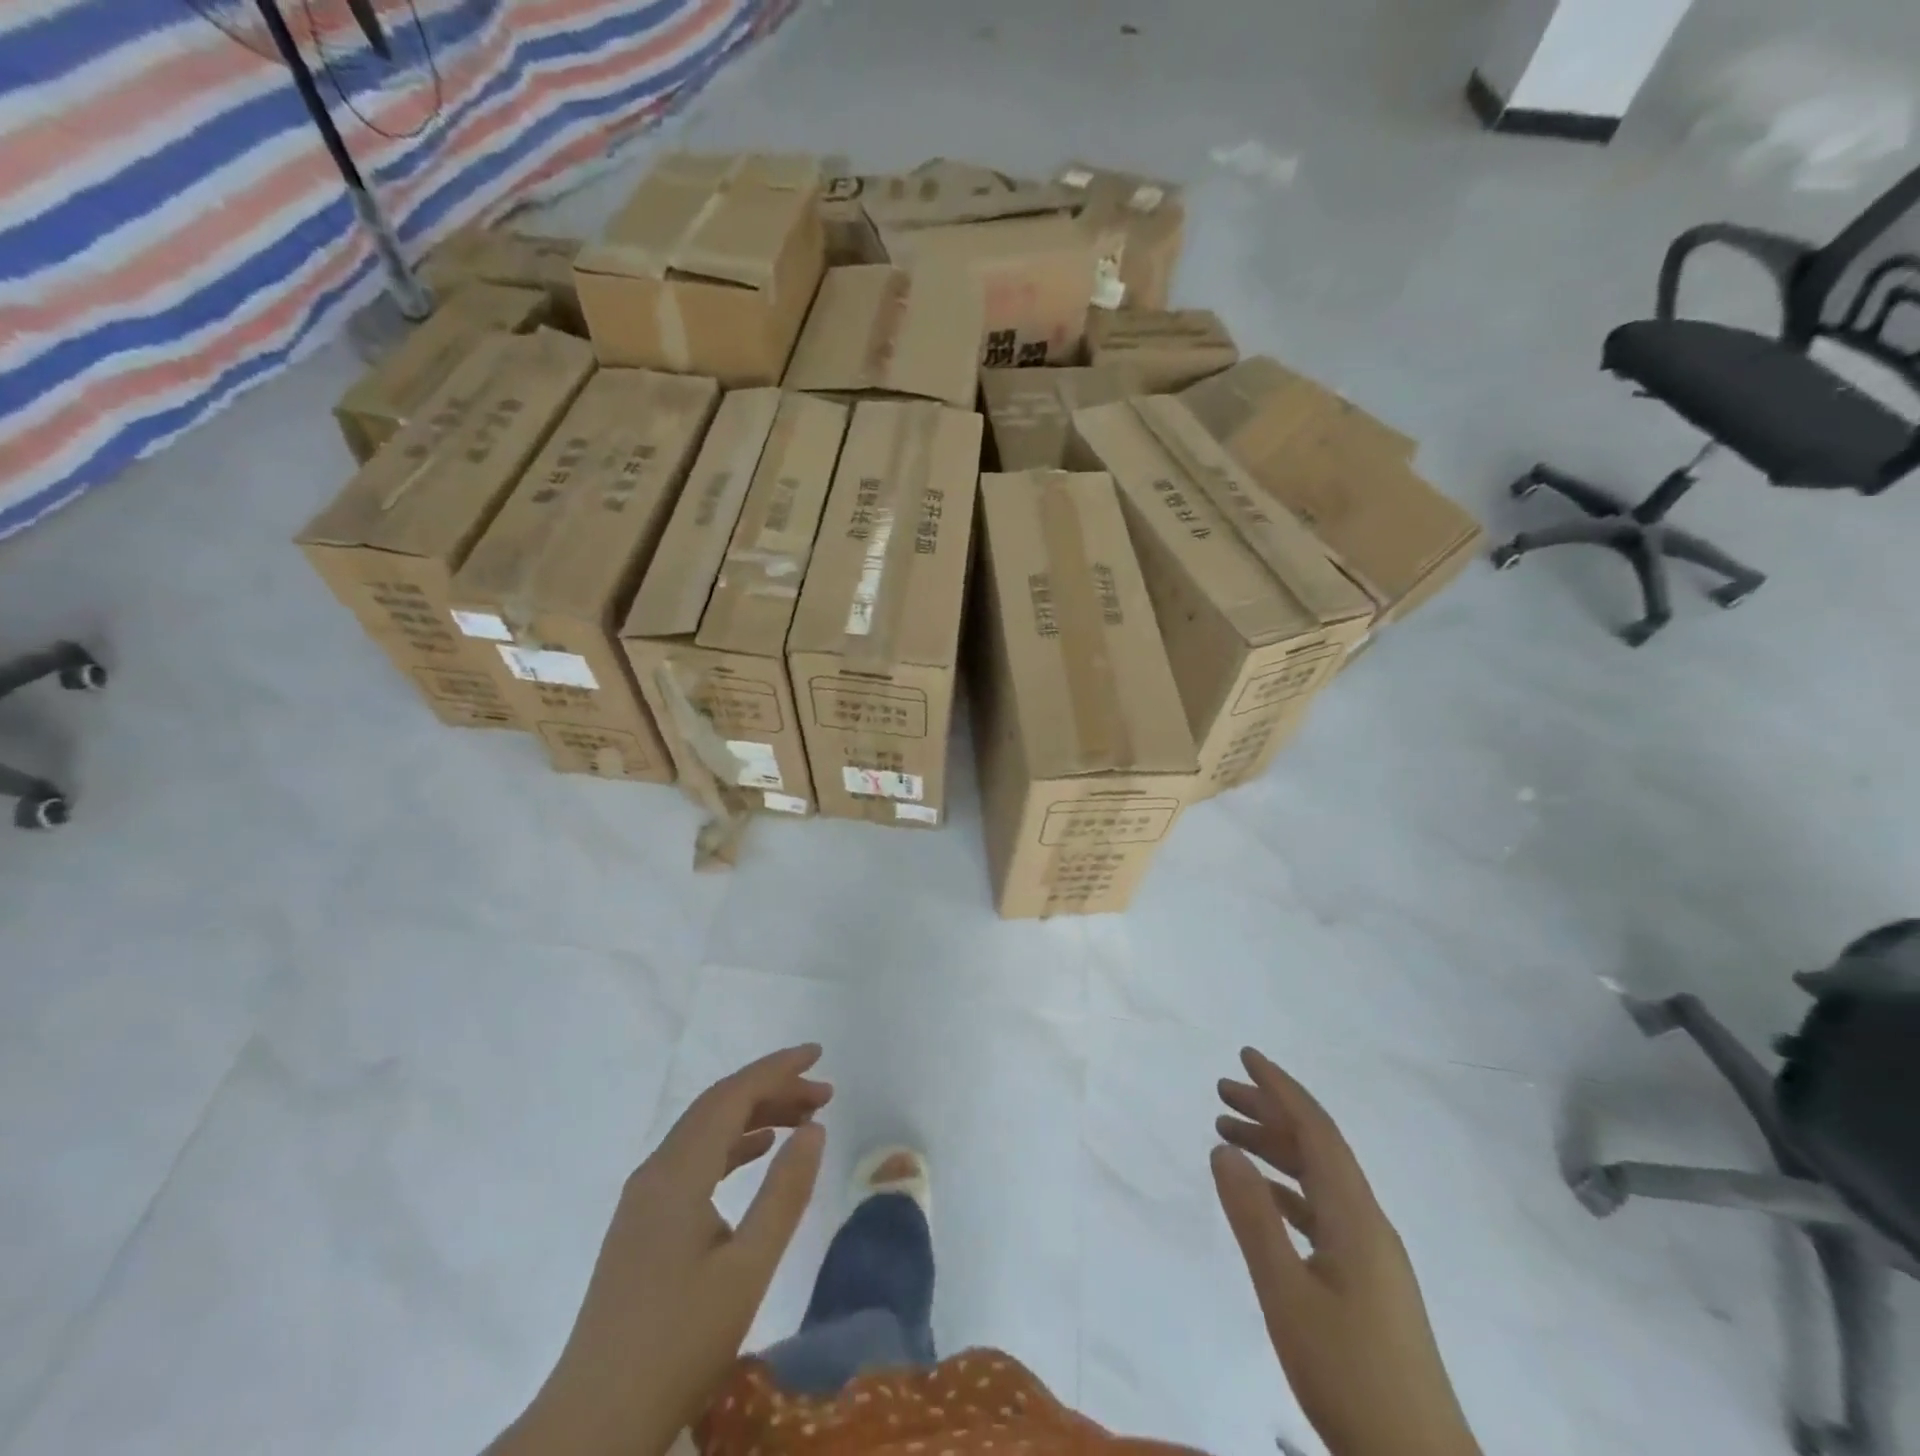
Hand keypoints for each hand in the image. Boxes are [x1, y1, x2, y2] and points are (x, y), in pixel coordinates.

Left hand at [494, 1045, 832, 1455]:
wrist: (593, 1425)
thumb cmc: (677, 1344)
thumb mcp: (747, 1269)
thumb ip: (784, 1193)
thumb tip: (814, 1129)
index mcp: (677, 1172)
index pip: (732, 1095)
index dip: (777, 1069)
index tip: (818, 1054)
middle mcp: (656, 1171)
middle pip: (718, 1106)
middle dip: (772, 1089)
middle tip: (824, 1093)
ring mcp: (644, 1198)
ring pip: (705, 1132)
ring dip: (754, 1116)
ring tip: (803, 1119)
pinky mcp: (642, 1224)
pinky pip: (694, 1160)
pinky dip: (732, 1145)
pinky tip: (757, 1153)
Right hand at [1211, 1048, 1479, 1455]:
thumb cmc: (1350, 1375)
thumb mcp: (1287, 1294)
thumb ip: (1253, 1217)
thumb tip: (1223, 1146)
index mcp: (1355, 1217)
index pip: (1316, 1130)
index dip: (1280, 1088)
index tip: (1245, 1056)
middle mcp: (1368, 1223)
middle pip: (1317, 1148)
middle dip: (1270, 1112)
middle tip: (1221, 1093)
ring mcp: (1371, 1255)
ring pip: (1319, 1179)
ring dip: (1275, 1150)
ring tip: (1228, 1135)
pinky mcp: (1367, 1283)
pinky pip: (1322, 1211)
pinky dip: (1287, 1190)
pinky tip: (1263, 1197)